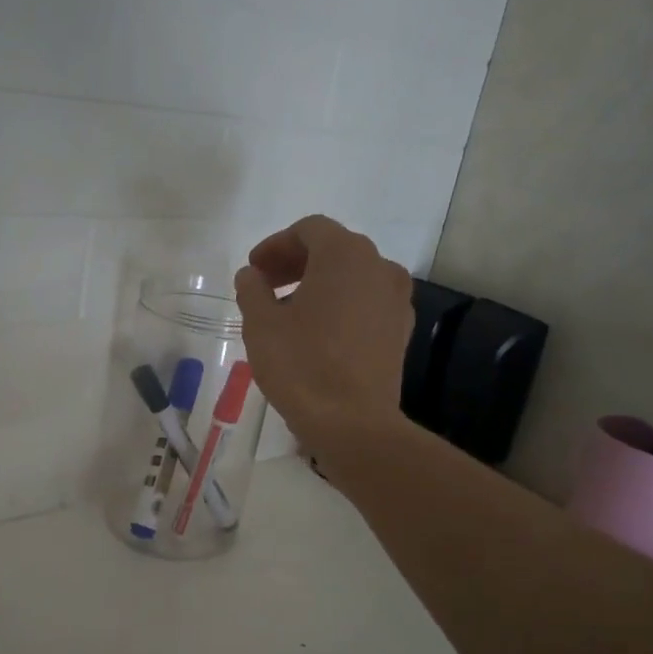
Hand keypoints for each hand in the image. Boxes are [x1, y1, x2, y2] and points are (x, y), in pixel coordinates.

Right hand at [234, 215, 414, 448]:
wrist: (353, 423)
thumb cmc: (302, 366)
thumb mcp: (261, 325)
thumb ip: (252, 290)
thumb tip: (251, 275)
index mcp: (345, 255)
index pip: (309, 230)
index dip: (276, 245)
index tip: (254, 269)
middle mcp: (379, 266)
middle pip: (334, 249)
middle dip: (296, 262)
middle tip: (266, 286)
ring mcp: (396, 299)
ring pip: (353, 277)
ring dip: (319, 284)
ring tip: (289, 312)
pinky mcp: (401, 330)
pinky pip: (367, 303)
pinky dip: (341, 305)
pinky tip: (319, 333)